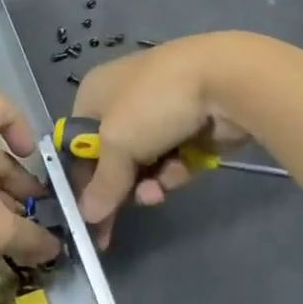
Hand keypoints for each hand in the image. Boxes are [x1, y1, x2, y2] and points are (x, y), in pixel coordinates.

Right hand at [70, 33, 254, 245]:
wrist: (225, 79)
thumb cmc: (153, 104)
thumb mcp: (118, 144)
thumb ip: (103, 183)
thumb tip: (87, 216)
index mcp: (94, 93)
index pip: (77, 143)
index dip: (80, 179)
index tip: (84, 215)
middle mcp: (122, 100)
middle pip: (112, 156)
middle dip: (118, 186)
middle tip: (114, 224)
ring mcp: (159, 113)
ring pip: (144, 163)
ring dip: (148, 182)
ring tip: (157, 193)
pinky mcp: (191, 127)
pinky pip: (173, 160)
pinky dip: (174, 170)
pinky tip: (181, 172)